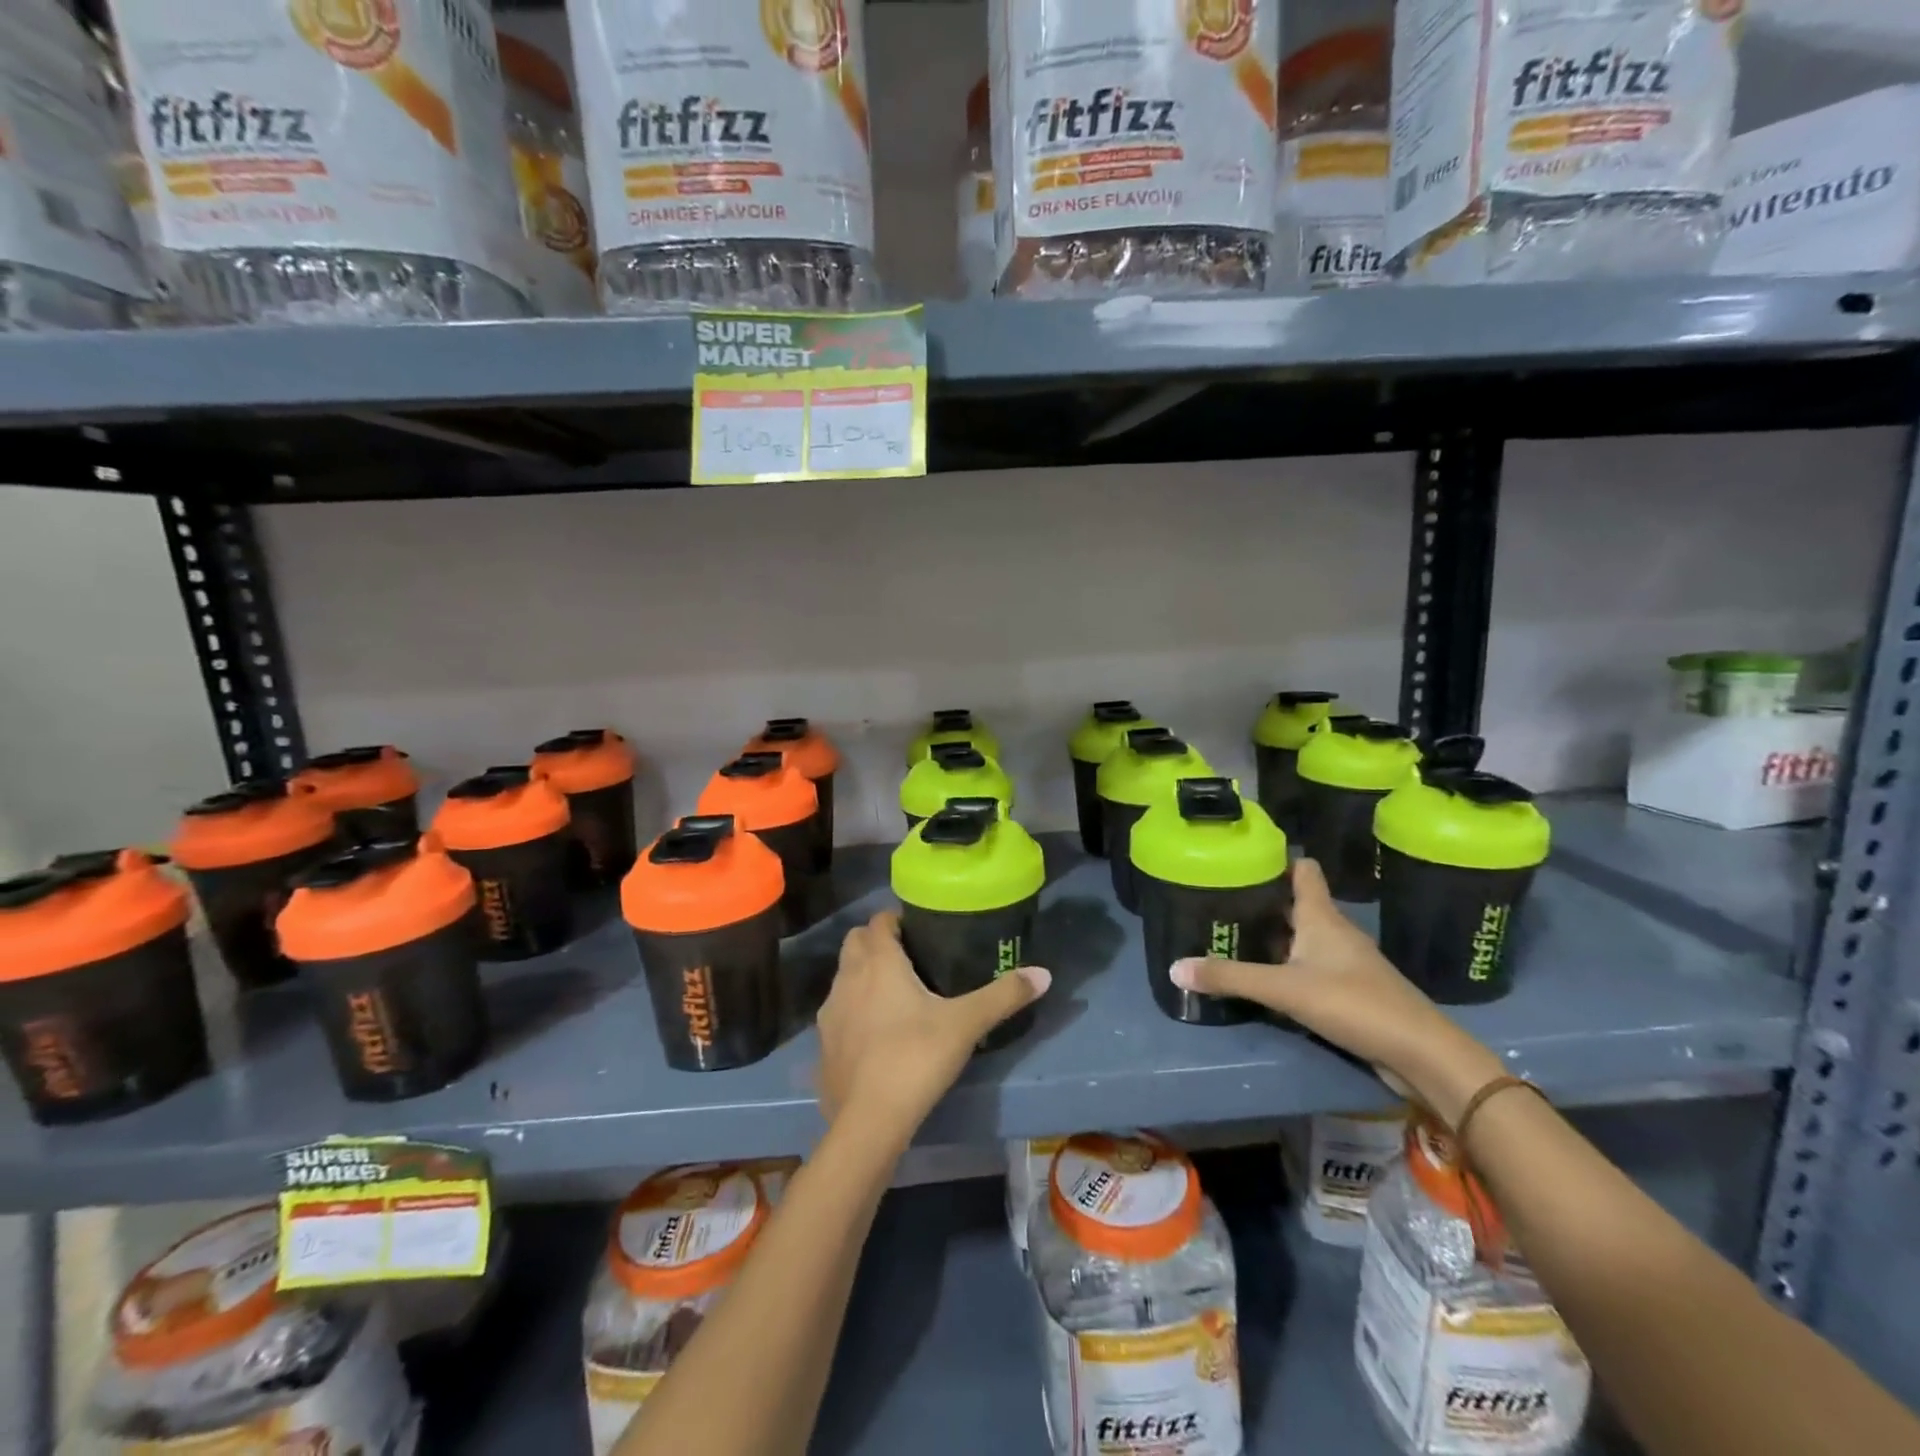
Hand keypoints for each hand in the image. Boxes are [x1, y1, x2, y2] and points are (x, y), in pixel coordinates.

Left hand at [816, 911, 1049, 1145]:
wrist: (868, 1122)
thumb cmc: (916, 1058)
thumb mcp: (966, 1024)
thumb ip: (1003, 996)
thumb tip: (1043, 973)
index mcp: (878, 963)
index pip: (878, 921)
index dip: (896, 921)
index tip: (920, 931)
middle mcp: (848, 978)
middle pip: (855, 942)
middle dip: (876, 943)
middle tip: (909, 959)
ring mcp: (830, 1012)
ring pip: (843, 977)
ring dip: (862, 976)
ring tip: (895, 996)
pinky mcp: (823, 1045)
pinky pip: (838, 1013)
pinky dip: (853, 1012)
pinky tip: (877, 1036)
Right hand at [1169, 858, 1502, 1119]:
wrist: (1421, 1054)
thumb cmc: (1354, 1004)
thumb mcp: (1284, 989)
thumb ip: (1230, 978)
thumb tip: (1174, 968)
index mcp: (1321, 917)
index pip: (1303, 870)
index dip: (1277, 860)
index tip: (1243, 861)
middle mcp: (1334, 932)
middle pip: (1296, 905)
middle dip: (1262, 903)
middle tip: (1221, 903)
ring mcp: (1346, 963)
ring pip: (1303, 938)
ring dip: (1274, 937)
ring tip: (1234, 938)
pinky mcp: (1351, 991)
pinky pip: (1311, 968)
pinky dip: (1288, 967)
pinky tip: (1266, 980)